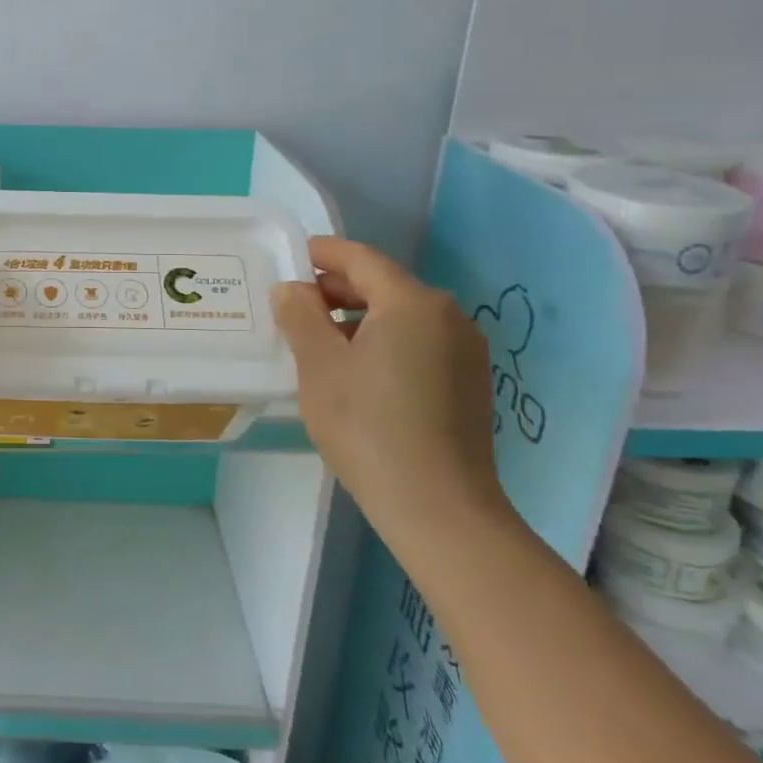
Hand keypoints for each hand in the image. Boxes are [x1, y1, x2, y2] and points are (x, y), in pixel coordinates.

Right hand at [272, 238, 506, 549]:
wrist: (440, 509)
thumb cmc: (368, 427)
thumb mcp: (319, 366)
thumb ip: (300, 316)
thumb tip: (293, 289)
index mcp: (412, 302)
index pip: (361, 259)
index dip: (323, 253)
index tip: (292, 257)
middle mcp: (447, 316)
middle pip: (384, 285)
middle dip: (338, 289)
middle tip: (296, 306)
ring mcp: (465, 351)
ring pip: (402, 316)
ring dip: (359, 319)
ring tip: (320, 342)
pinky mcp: (470, 382)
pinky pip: (419, 343)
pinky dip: (385, 342)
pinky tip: (358, 372)